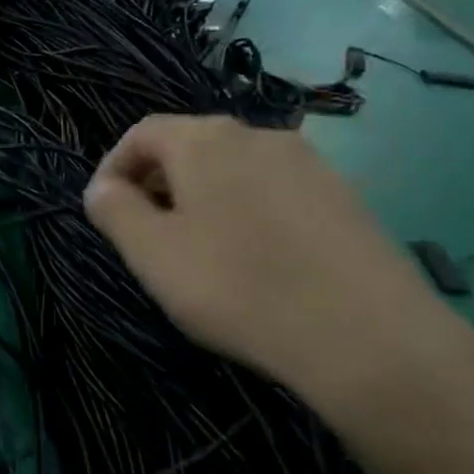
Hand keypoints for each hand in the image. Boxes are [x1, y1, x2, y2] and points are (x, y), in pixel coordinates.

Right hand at [83, 115, 473, 457]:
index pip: (141, 134)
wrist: (370, 338)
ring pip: (233, 170)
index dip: (112, 169)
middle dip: (156, 185)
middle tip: (146, 238)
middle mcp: (259, 135)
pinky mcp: (346, 198)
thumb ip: (113, 209)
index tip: (104, 213)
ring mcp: (311, 165)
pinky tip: (255, 262)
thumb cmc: (236, 286)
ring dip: (201, 200)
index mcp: (205, 139)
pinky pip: (274, 192)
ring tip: (198, 254)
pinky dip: (247, 214)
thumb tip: (104, 188)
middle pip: (189, 147)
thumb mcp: (150, 252)